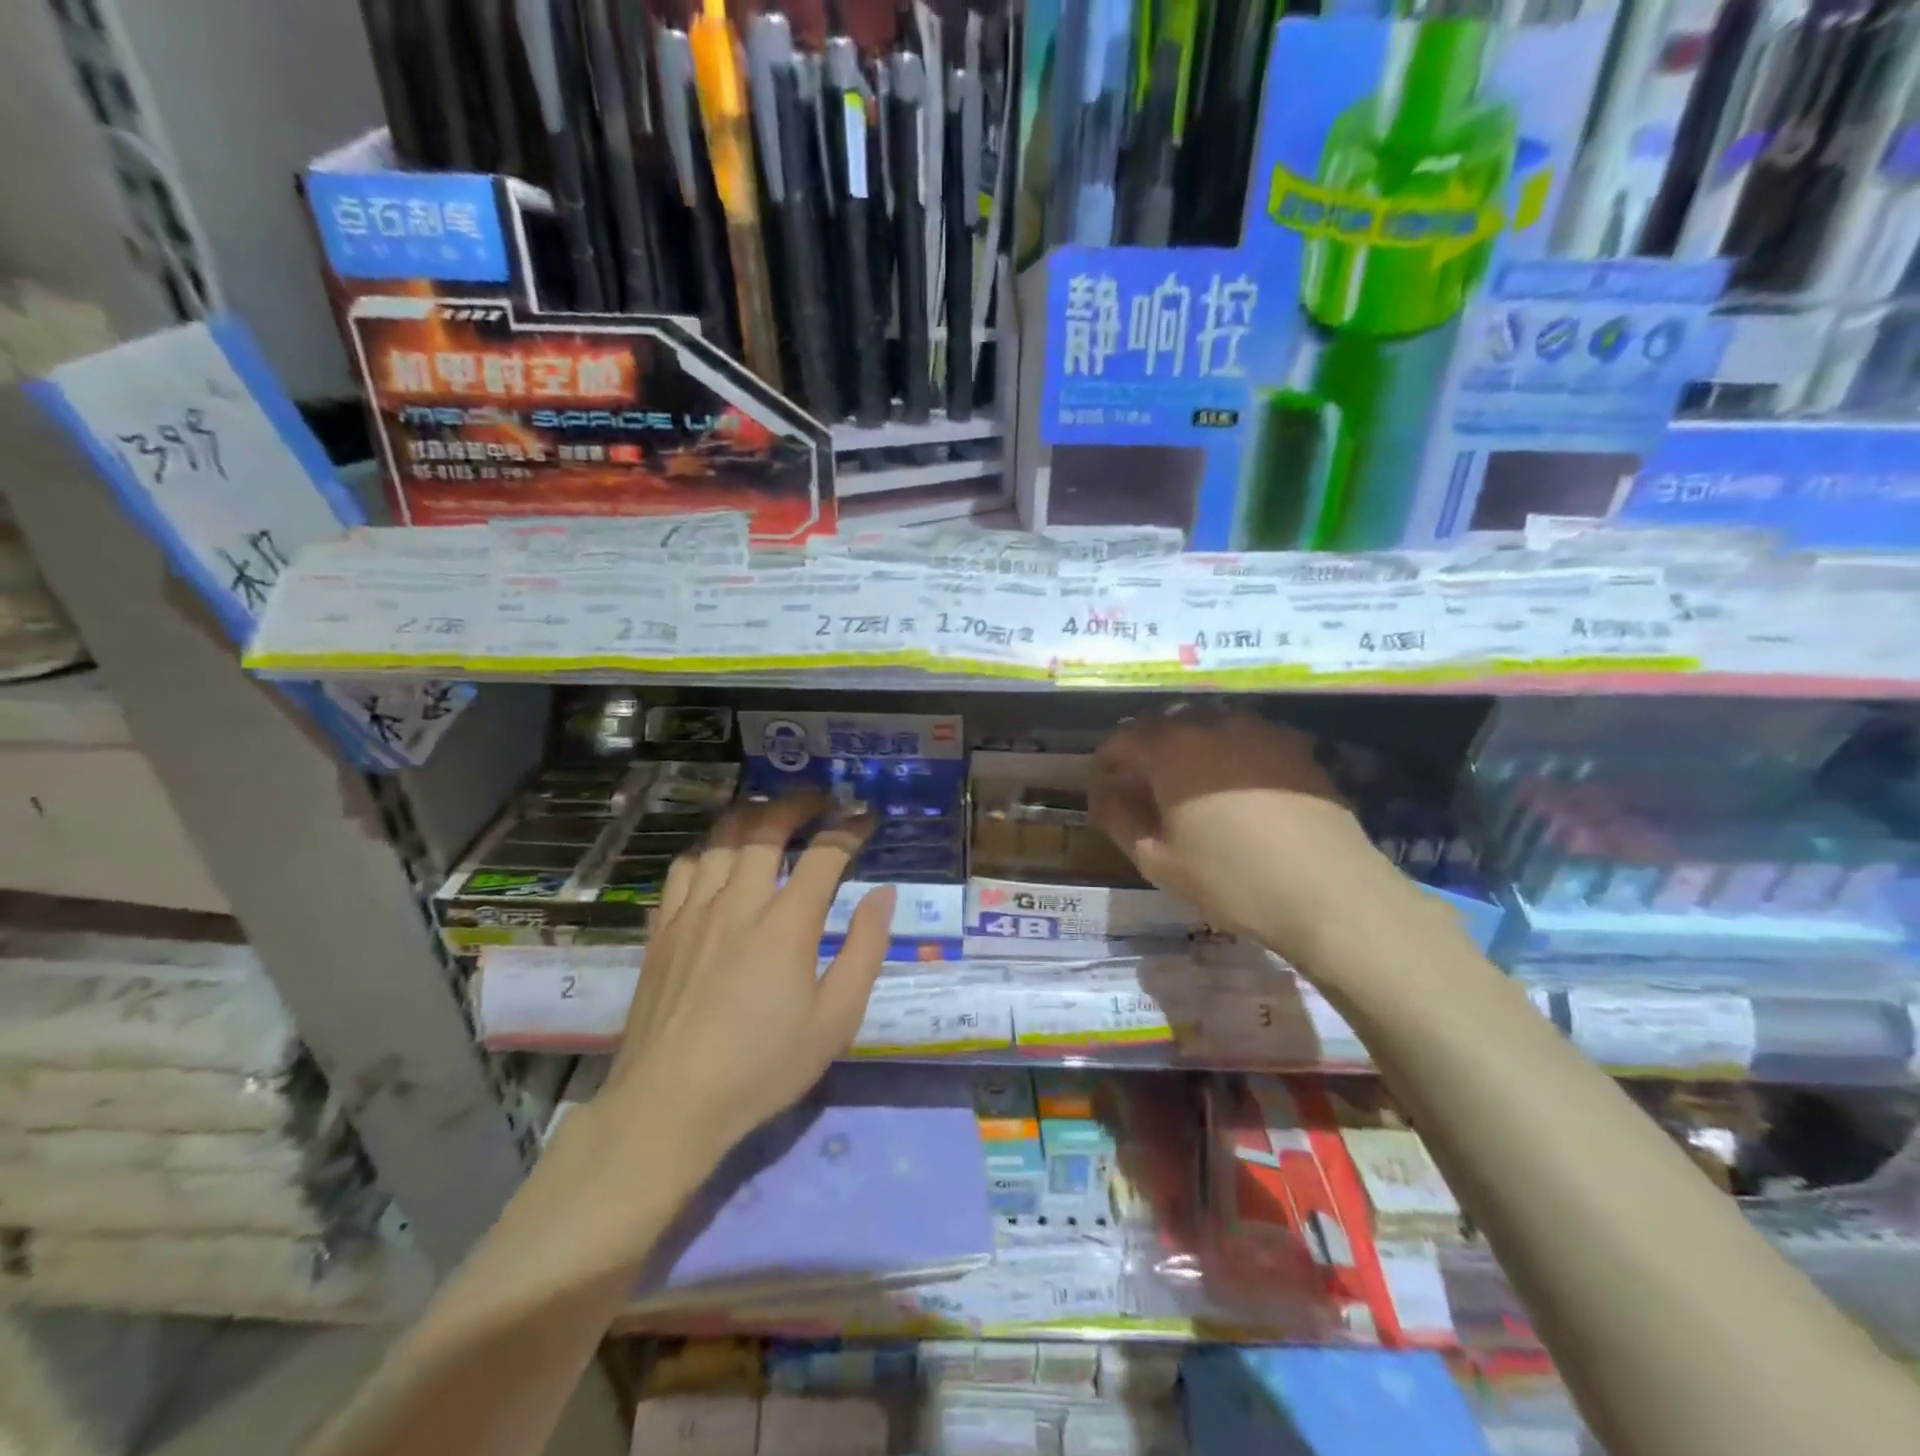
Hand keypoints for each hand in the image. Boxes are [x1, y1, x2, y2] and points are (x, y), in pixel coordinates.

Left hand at [593, 796, 895, 1180]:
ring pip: (719, 840)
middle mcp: (738, 903)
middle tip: (819, 800)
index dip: (849, 828)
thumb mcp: (835, 1020)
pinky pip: (682, 869)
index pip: (824, 854)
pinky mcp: (662, 930)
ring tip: (769, 816)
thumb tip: (883, 895)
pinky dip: (706, 851)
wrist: (669, 1105)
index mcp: (786, 924)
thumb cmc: (762, 1066)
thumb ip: (865, 951)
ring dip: (749, 818)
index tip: (865, 817)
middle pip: (765, 828)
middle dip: (797, 804)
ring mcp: (692, 913)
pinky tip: (716, 860)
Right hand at [1089, 707, 1416, 968]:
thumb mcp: (1156, 860)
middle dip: (1146, 744)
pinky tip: (1237, 780)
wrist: (1329, 892)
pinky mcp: (1294, 746)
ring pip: (1208, 721)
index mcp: (1170, 749)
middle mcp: (1211, 725)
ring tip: (1188, 775)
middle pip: (1165, 721)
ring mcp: (1258, 731)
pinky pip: (1247, 734)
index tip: (1103, 780)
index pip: (1123, 737)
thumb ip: (1118, 818)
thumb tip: (1102, 793)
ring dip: (1188, 740)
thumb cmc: (1230, 879)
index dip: (1107, 758)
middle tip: (1142, 778)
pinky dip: (1229, 748)